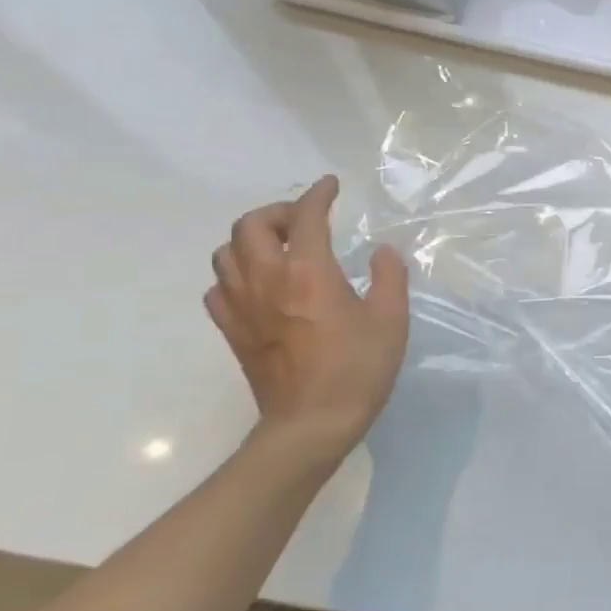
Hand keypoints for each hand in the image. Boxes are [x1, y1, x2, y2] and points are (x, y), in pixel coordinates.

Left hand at [206, 176, 409, 453]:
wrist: (312, 423)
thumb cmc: (358, 368)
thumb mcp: (391, 319)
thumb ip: (389, 276)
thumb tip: (380, 252)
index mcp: (308, 271)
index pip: (306, 216)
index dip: (318, 194)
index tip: (331, 186)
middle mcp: (267, 279)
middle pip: (251, 225)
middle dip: (277, 212)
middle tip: (304, 220)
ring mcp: (242, 306)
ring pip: (226, 253)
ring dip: (251, 240)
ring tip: (280, 248)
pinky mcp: (232, 331)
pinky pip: (219, 288)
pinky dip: (235, 275)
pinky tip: (259, 286)